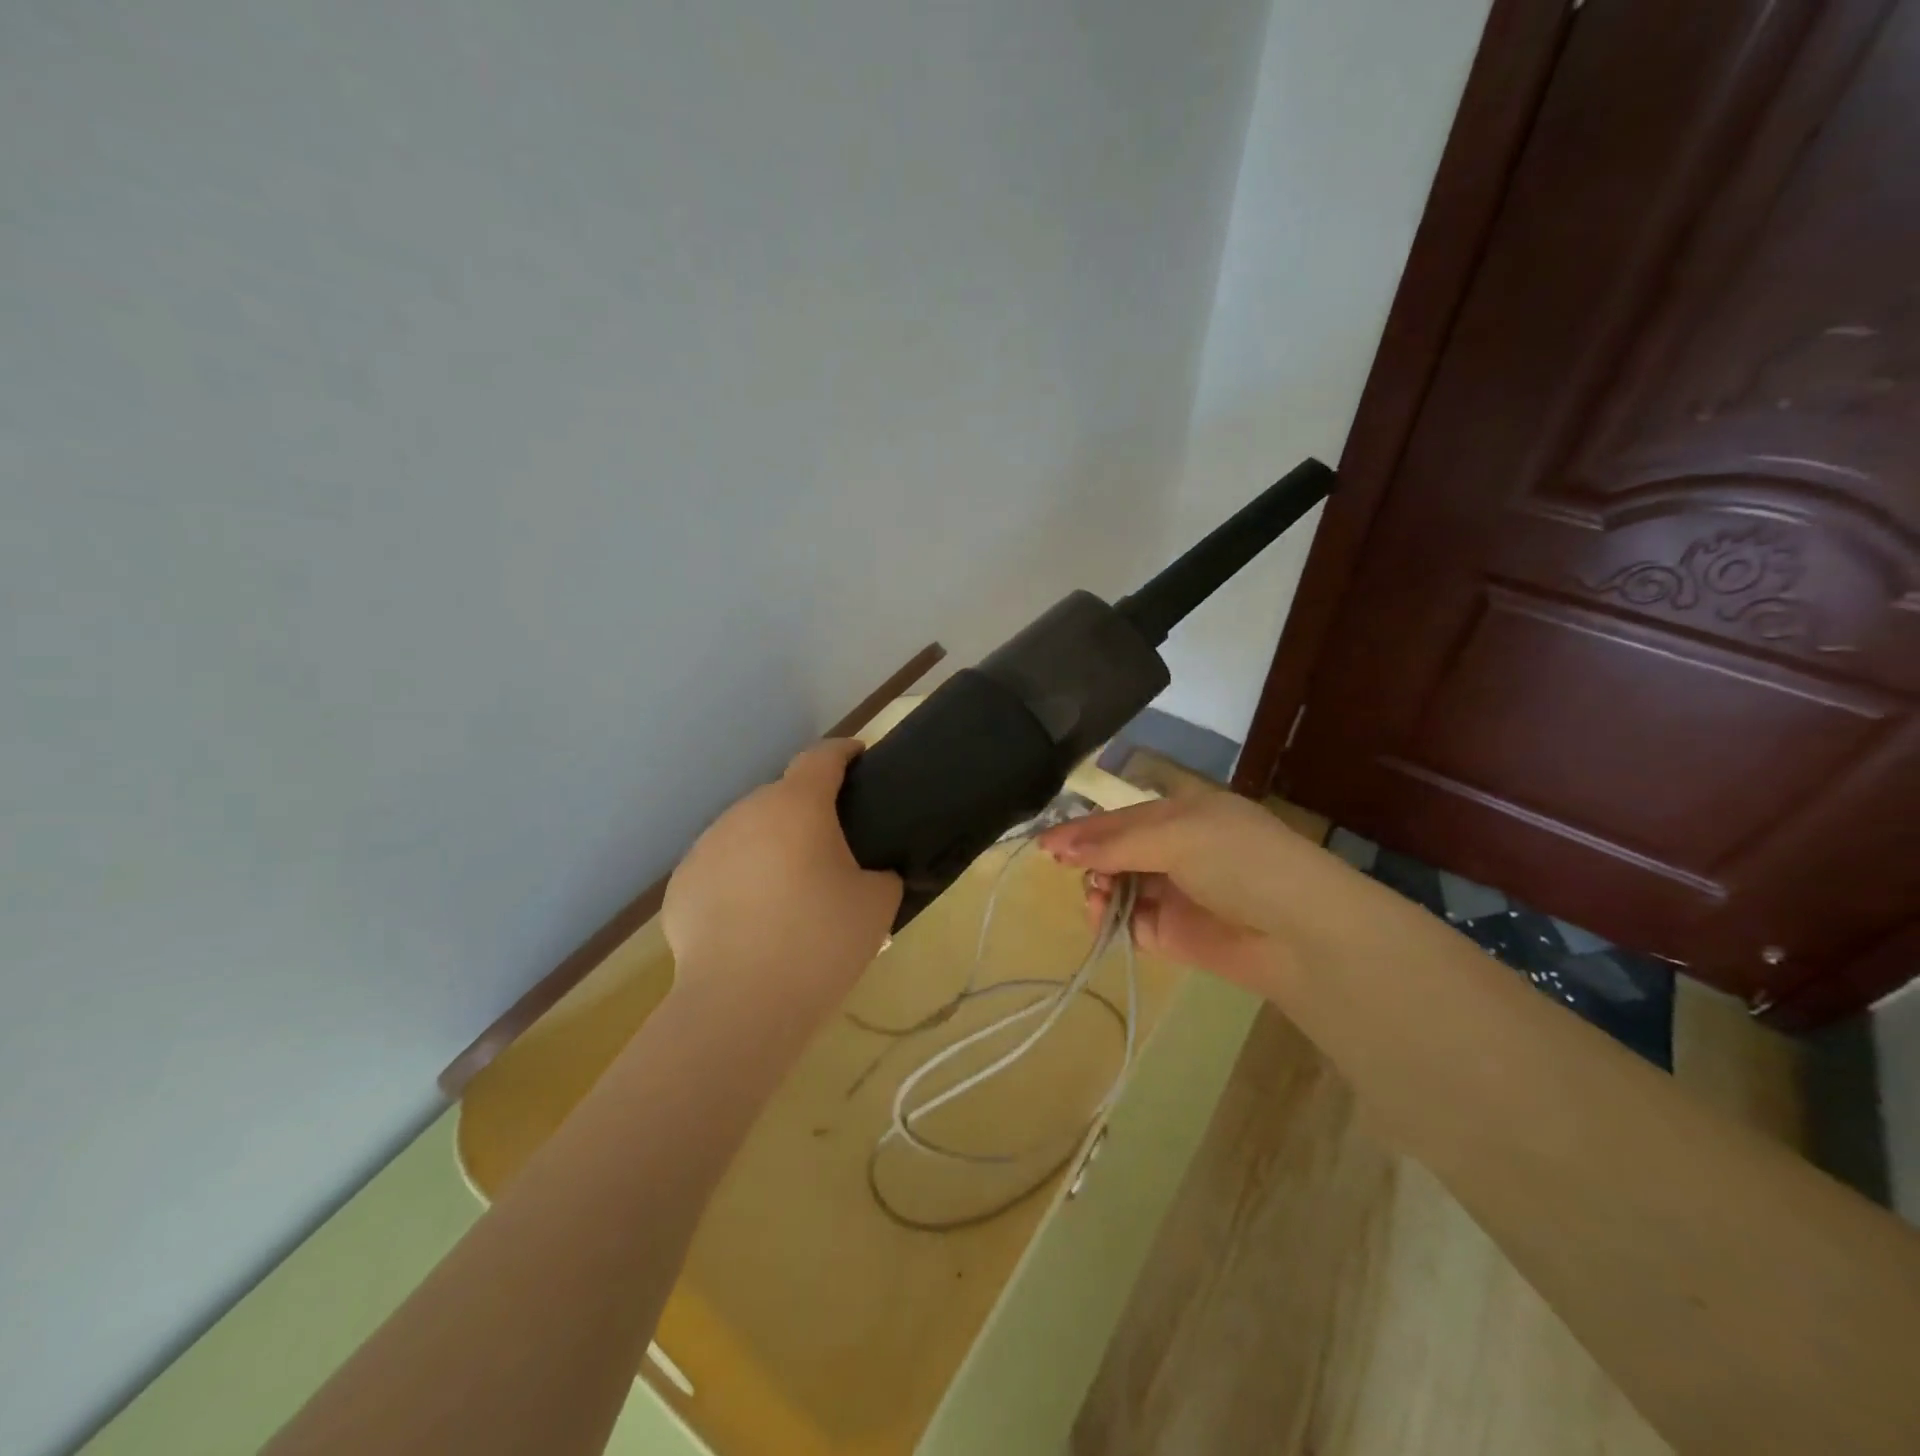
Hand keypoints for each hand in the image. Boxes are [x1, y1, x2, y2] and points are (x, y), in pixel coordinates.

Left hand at [664, 739, 902, 1014]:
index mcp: (797, 806)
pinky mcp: (682, 884)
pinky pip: (723, 866)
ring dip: (773, 844)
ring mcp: (707, 847)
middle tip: (833, 849)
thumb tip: (868, 873)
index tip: (859, 757)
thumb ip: (881, 873)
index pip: (821, 757)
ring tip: (790, 890)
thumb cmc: (819, 943)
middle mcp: (746, 812)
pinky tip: (754, 919)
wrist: (741, 1006)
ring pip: (750, 831)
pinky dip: (742, 878)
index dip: (844, 752)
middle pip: (783, 796)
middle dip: (809, 810)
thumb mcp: (877, 904)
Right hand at [1038, 791, 1332, 989]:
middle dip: (1088, 858)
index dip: (1084, 827)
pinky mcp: (1171, 933)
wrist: (1300, 934)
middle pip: (1116, 850)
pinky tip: (1099, 917)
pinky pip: (1128, 921)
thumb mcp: (1178, 835)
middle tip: (1064, 867)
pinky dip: (1109, 920)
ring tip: (1093, 895)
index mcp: (1184, 812)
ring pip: (1117, 885)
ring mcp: (1174, 892)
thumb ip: (1117, 842)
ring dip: (1097, 888)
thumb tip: (1064, 849)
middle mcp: (1177, 848)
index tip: (1046, 843)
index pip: (1123, 817)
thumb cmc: (1241, 862)